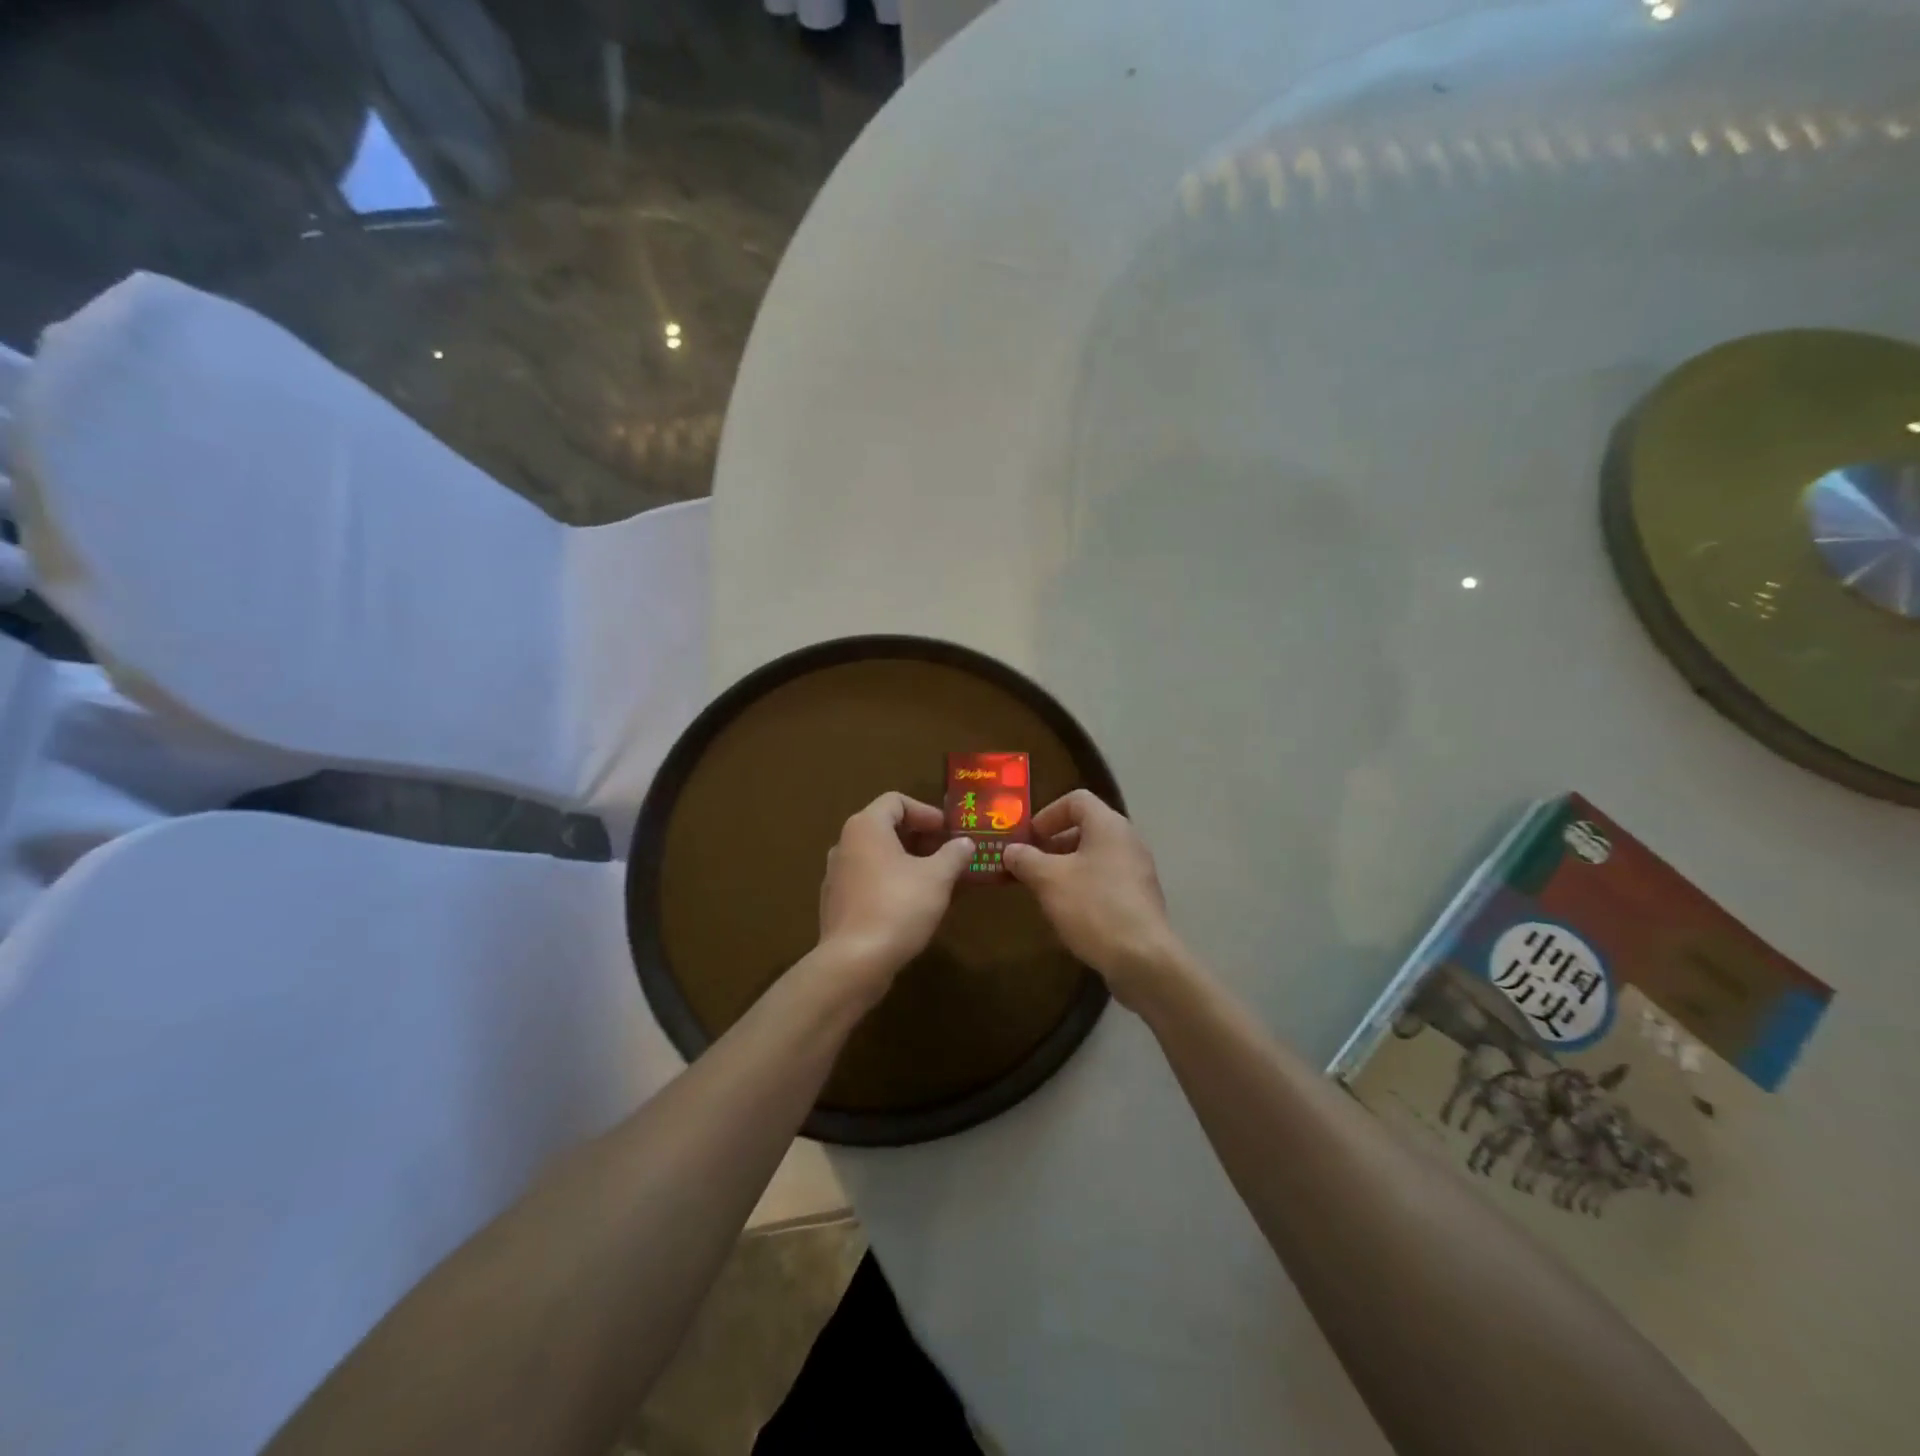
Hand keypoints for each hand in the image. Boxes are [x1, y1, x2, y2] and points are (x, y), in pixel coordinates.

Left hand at [817, 792, 974, 997]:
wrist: (854, 962)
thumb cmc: (898, 907)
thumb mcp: (937, 878)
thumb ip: (954, 854)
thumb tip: (965, 843)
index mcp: (866, 827)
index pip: (896, 801)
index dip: (926, 812)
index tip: (949, 832)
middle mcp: (845, 844)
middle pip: (886, 827)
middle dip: (920, 838)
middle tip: (948, 854)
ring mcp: (836, 875)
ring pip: (877, 856)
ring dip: (908, 862)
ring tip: (936, 880)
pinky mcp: (836, 903)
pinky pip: (868, 881)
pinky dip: (891, 883)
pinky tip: (913, 905)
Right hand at [1004, 790, 1187, 1008]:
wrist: (1142, 958)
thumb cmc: (1093, 907)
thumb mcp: (1049, 880)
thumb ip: (1026, 860)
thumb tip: (1011, 850)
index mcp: (1108, 825)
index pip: (1076, 800)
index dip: (1047, 814)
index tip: (1028, 838)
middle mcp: (1127, 840)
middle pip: (1086, 827)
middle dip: (1053, 843)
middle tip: (1029, 863)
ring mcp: (1137, 870)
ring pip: (1095, 855)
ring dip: (1067, 866)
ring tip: (1044, 889)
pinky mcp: (1139, 897)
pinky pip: (1106, 879)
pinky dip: (1084, 885)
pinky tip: (1069, 911)